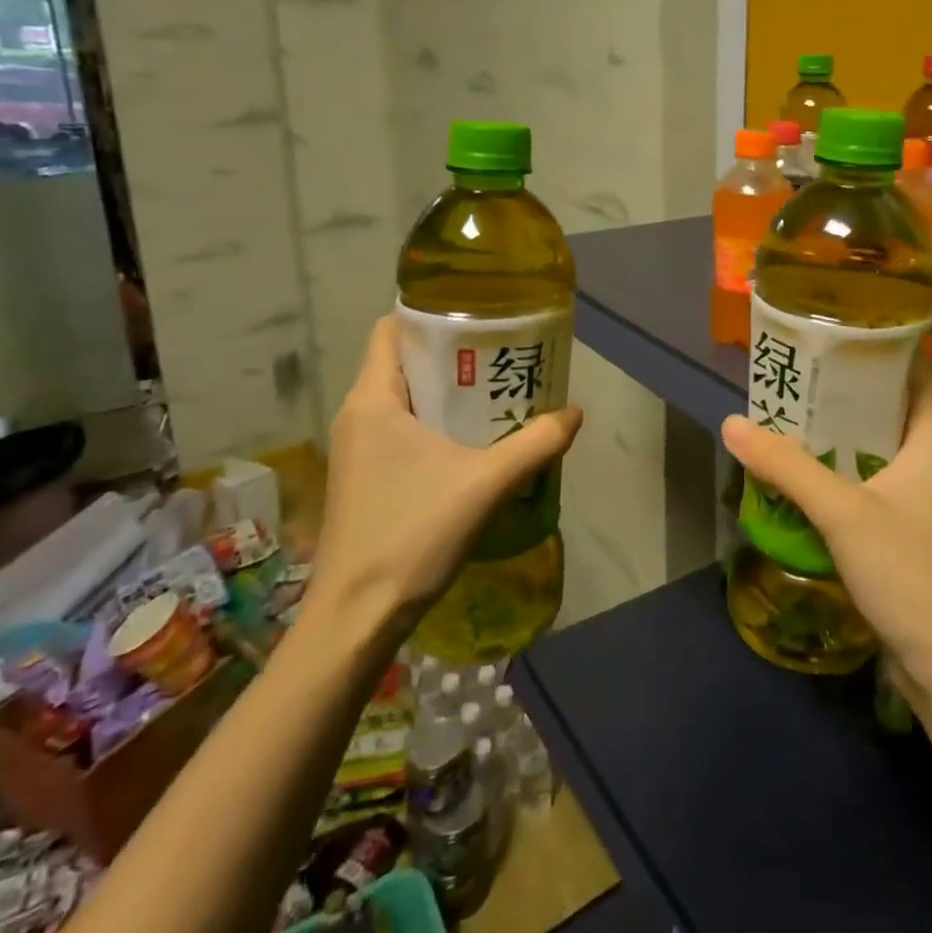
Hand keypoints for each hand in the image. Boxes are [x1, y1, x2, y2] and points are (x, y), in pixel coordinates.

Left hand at [307, 314, 583, 640]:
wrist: (356, 618)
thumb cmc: (412, 535)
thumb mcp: (486, 484)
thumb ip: (535, 443)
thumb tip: (575, 412)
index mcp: (374, 399)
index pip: (391, 329)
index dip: (431, 314)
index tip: (478, 314)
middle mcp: (358, 414)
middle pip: (404, 360)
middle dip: (452, 352)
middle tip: (503, 352)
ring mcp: (358, 448)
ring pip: (404, 396)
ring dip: (447, 390)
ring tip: (496, 390)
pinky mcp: (365, 476)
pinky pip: (402, 427)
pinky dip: (436, 421)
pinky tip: (474, 439)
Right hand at [721, 355, 931, 703]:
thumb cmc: (912, 573)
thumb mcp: (844, 512)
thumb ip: (787, 467)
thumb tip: (733, 423)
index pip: (913, 370)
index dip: (878, 344)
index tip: (831, 328)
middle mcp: (931, 459)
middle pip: (885, 407)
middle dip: (841, 389)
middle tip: (791, 371)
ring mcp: (920, 498)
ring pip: (872, 448)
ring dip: (833, 434)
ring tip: (783, 413)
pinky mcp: (906, 532)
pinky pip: (867, 484)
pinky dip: (835, 472)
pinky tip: (797, 473)